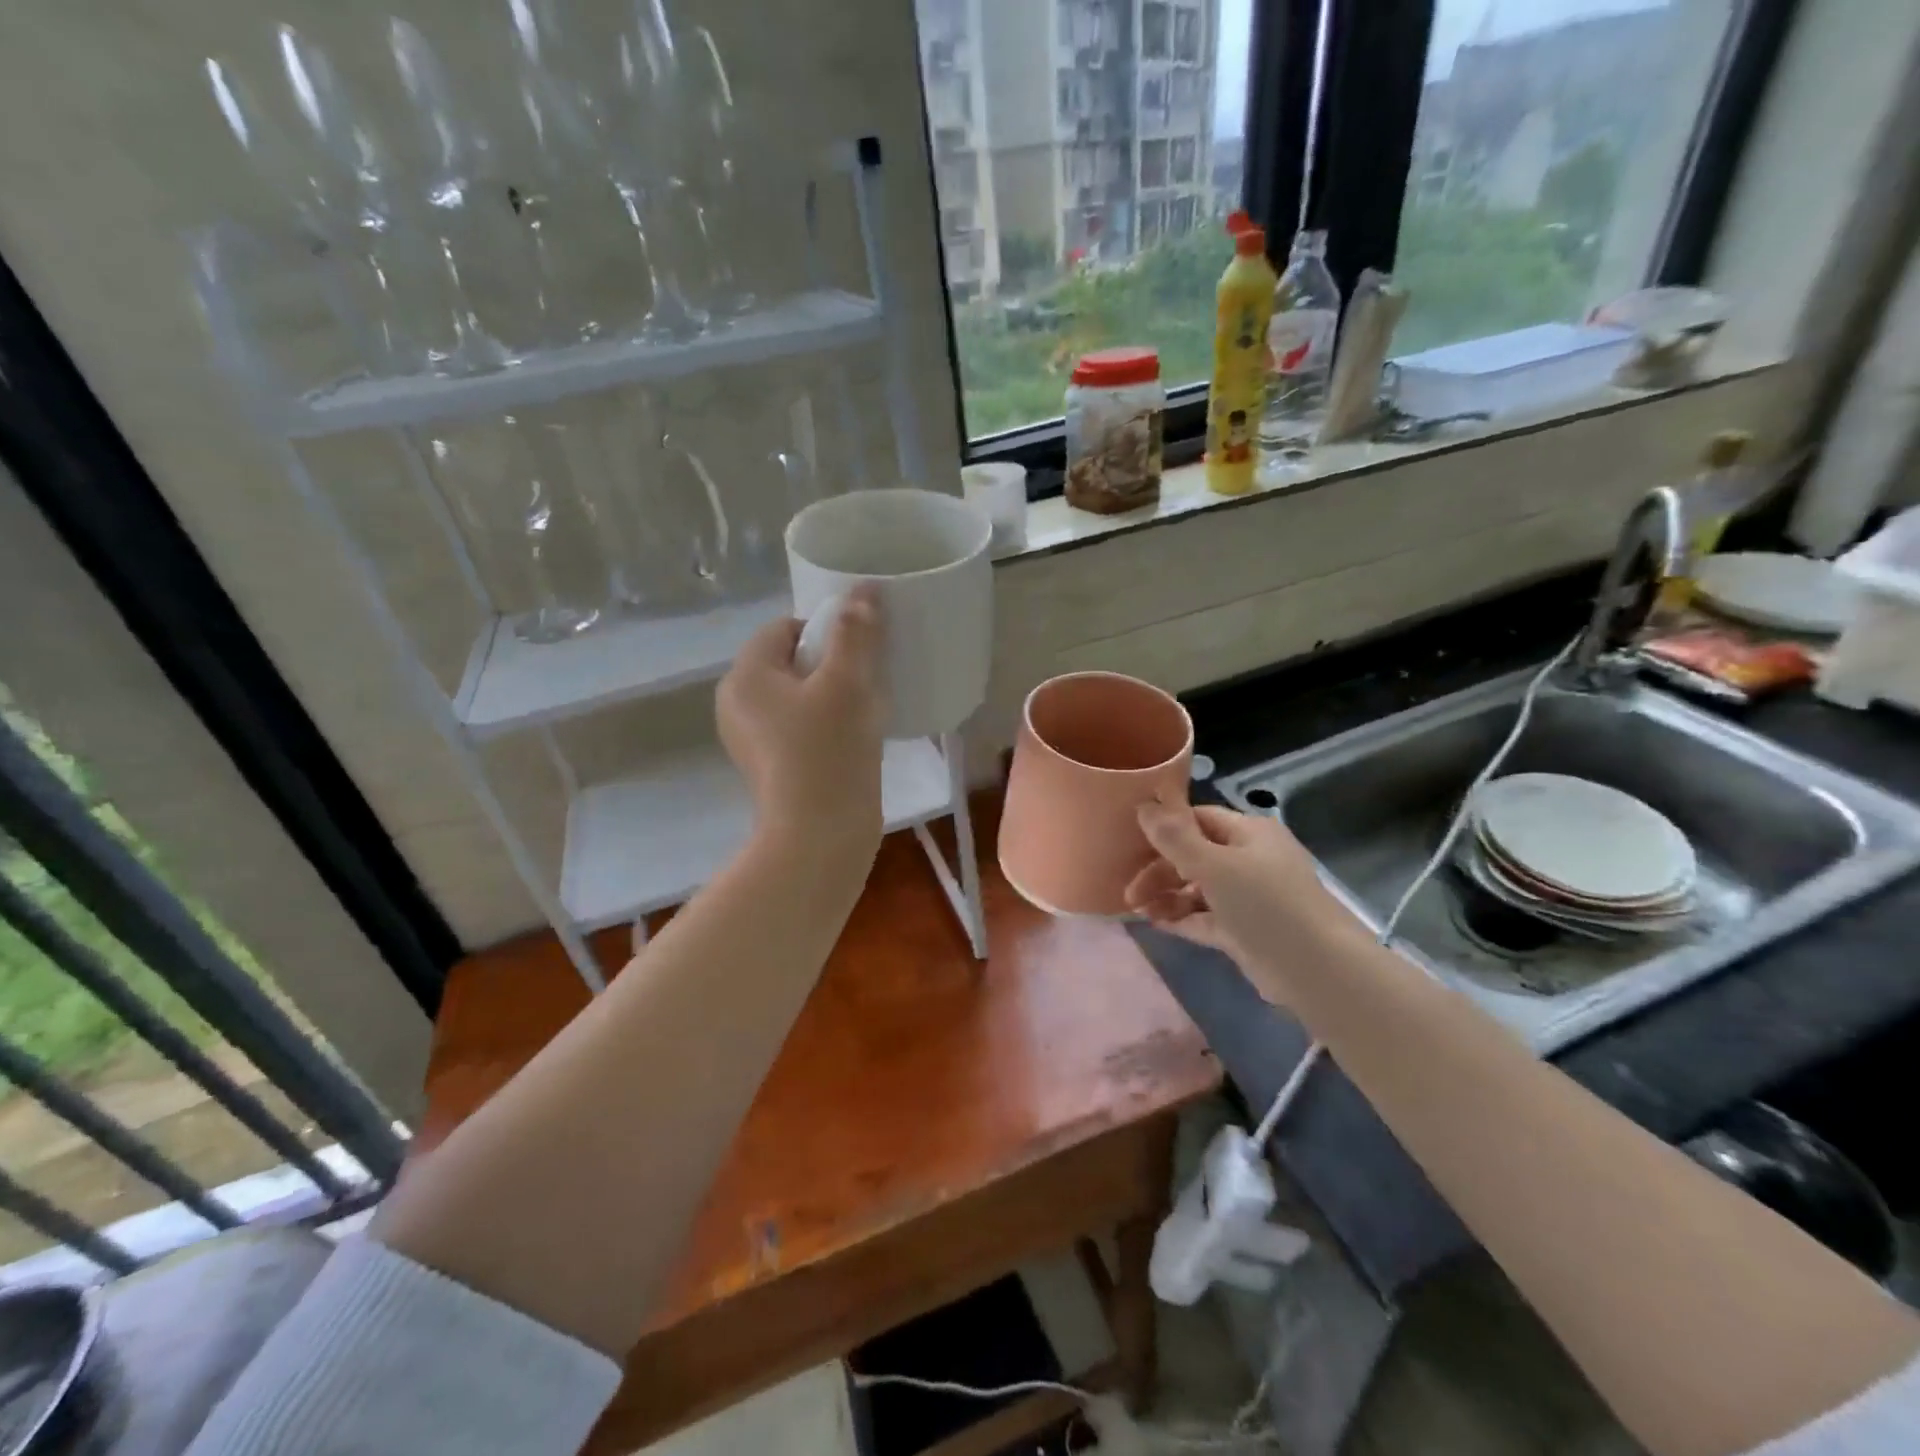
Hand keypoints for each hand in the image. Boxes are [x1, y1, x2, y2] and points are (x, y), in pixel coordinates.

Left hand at [717, 585, 884, 851]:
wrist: (820, 838)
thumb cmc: (829, 752)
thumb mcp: (848, 683)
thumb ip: (856, 632)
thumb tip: (864, 589)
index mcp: (745, 676)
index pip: (784, 628)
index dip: (826, 629)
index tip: (860, 652)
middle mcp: (738, 704)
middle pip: (791, 662)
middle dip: (833, 664)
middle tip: (868, 681)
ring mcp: (751, 740)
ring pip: (798, 697)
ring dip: (834, 695)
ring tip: (867, 711)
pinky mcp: (771, 767)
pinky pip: (799, 728)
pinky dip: (826, 725)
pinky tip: (854, 741)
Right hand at [1124, 796, 1364, 1001]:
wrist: (1316, 970)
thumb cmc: (1265, 904)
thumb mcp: (1214, 865)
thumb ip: (1175, 838)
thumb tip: (1143, 805)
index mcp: (1249, 833)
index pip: (1198, 819)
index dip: (1164, 828)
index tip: (1130, 844)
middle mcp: (1250, 859)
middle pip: (1193, 855)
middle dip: (1159, 871)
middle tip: (1130, 892)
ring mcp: (1249, 897)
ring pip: (1198, 888)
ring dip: (1167, 896)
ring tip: (1138, 911)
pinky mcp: (1245, 930)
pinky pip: (1205, 917)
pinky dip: (1182, 918)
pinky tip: (1155, 923)